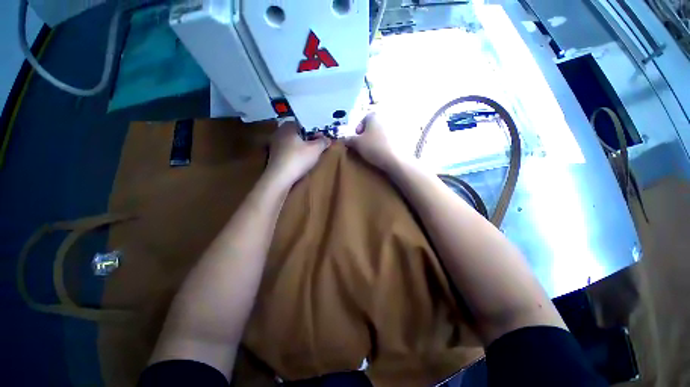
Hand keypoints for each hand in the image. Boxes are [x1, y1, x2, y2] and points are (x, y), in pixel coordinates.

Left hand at [266, 121, 330, 187]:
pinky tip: (302, 161)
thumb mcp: (316, 149)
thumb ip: (323, 142)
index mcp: (288, 126)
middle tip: (319, 146)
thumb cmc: (298, 159)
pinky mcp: (274, 156)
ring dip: (303, 147)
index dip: (315, 130)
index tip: (323, 138)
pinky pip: (289, 151)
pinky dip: (296, 154)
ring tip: (312, 154)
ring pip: (294, 142)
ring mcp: (275, 145)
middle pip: (299, 133)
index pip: (304, 124)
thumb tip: (328, 139)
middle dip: (309, 139)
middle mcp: (280, 132)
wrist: (280, 178)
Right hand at [345, 113, 400, 170]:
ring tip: (374, 150)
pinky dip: (385, 143)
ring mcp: (396, 126)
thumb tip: (344, 139)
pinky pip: (390, 138)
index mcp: (374, 115)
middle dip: (367, 135)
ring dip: (376, 139)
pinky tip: (383, 152)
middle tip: (364, 146)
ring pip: (381, 132)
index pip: (363, 120)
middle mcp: (385, 117)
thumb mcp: (357, 143)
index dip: (358, 131)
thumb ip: (348, 139)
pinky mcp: (402, 136)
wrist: (395, 159)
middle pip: (373, 126)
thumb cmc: (373, 147)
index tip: (357, 141)